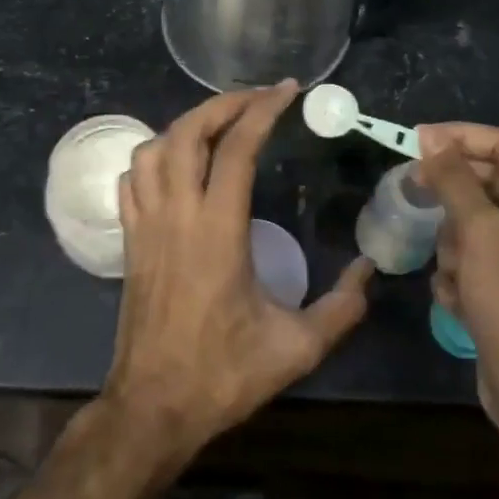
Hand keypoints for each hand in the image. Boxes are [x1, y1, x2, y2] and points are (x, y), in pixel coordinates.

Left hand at [103, 82, 374, 464]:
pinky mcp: (129, 240)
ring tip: (219, 124)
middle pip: (188, 132)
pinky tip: (175, 162)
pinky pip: (131, 178)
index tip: (287, 91)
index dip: (262, 110)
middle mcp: (177, 214)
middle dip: (223, 104)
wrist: (152, 407)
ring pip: (153, 148)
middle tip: (257, 98)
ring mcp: (146, 224)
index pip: (237, 148)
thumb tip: (370, 272)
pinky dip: (153, 155)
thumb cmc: (222, 375)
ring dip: (186, 125)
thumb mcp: (295, 348)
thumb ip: (339, 308)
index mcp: (218, 230)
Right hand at [416, 123, 498, 439]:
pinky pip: (474, 257)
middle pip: (486, 184)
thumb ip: (454, 179)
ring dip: (454, 246)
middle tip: (414, 193)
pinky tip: (460, 301)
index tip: (416, 140)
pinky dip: (460, 275)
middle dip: (452, 200)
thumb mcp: (480, 233)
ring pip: (473, 223)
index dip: (460, 137)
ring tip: (456, 275)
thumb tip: (431, 137)